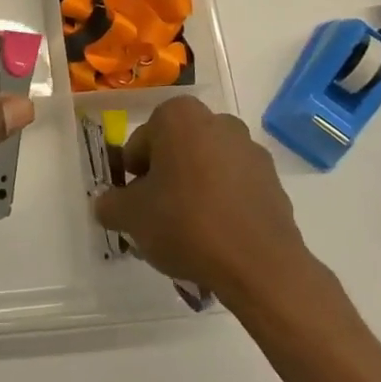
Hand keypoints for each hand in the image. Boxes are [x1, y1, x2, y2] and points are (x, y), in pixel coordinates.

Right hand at [93, 96, 318, 301]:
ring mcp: (249, 149)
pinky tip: (217, 238)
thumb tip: (107, 204)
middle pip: (175, 151)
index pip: (141, 143)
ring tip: (189, 234)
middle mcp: (217, 121)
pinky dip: (222, 204)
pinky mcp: (273, 180)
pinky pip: (234, 187)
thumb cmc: (186, 224)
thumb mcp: (130, 217)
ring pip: (206, 168)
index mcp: (178, 116)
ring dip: (194, 191)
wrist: (260, 266)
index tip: (135, 205)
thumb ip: (110, 204)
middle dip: (164, 180)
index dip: (132, 176)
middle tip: (158, 218)